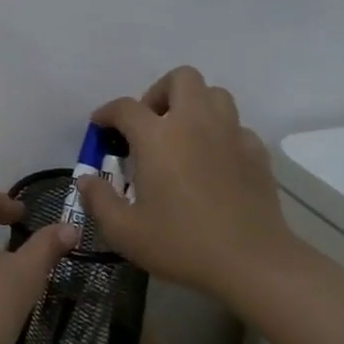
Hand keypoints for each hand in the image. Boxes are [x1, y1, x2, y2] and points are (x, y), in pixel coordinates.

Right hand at [76, 66, 293, 301]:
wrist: (254, 264)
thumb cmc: (182, 243)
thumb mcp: (124, 230)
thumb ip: (98, 200)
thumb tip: (85, 179)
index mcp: (158, 137)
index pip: (125, 107)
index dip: (108, 113)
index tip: (100, 127)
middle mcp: (194, 124)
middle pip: (180, 79)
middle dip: (159, 92)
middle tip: (149, 124)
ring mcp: (231, 135)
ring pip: (215, 95)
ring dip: (194, 106)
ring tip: (181, 136)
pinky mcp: (257, 154)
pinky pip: (236, 126)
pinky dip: (220, 134)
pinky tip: (212, 161)